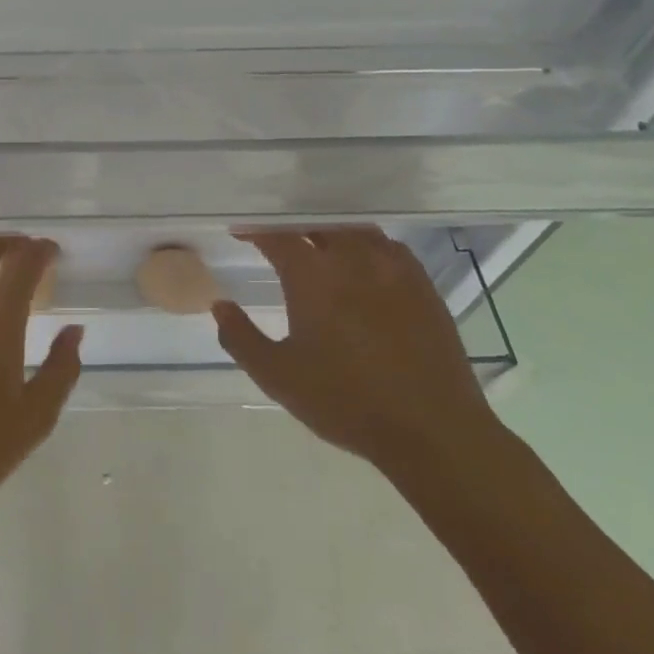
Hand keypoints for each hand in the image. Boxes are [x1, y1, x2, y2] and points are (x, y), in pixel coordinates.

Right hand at [213, 227, 495, 471]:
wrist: (432, 430)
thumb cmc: (345, 401)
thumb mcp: (278, 376)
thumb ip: (240, 338)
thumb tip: (220, 305)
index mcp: (312, 275)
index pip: (276, 234)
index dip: (254, 229)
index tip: (240, 233)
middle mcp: (351, 257)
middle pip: (316, 224)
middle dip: (292, 228)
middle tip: (277, 241)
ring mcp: (392, 267)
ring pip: (353, 230)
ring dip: (330, 234)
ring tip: (319, 249)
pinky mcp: (422, 284)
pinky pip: (387, 247)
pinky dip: (367, 246)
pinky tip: (364, 265)